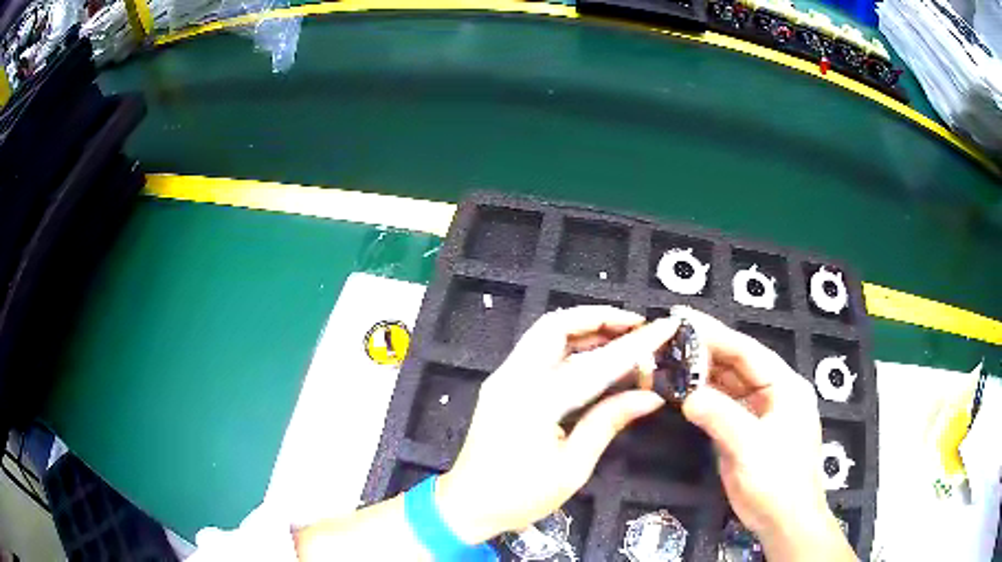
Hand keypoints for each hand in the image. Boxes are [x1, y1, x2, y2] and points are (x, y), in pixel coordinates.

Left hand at [435, 306, 678, 543]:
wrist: (468, 505)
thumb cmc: (520, 496)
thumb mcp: (572, 467)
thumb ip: (608, 423)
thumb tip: (651, 397)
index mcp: (534, 401)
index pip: (595, 363)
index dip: (635, 344)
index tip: (666, 327)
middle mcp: (514, 378)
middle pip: (556, 325)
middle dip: (600, 317)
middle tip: (637, 325)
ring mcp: (504, 378)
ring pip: (546, 334)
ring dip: (585, 329)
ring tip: (624, 336)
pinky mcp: (503, 385)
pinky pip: (539, 352)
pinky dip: (569, 345)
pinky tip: (595, 356)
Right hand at [678, 307, 855, 561]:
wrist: (785, 521)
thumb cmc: (776, 481)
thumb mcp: (749, 447)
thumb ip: (720, 416)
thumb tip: (686, 396)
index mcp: (784, 386)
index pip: (746, 351)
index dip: (715, 333)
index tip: (682, 318)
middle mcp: (773, 393)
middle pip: (736, 365)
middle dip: (705, 352)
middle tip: (668, 339)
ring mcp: (759, 413)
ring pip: (728, 385)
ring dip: (701, 375)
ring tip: (669, 362)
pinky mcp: (746, 432)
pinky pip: (723, 407)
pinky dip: (703, 399)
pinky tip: (683, 393)